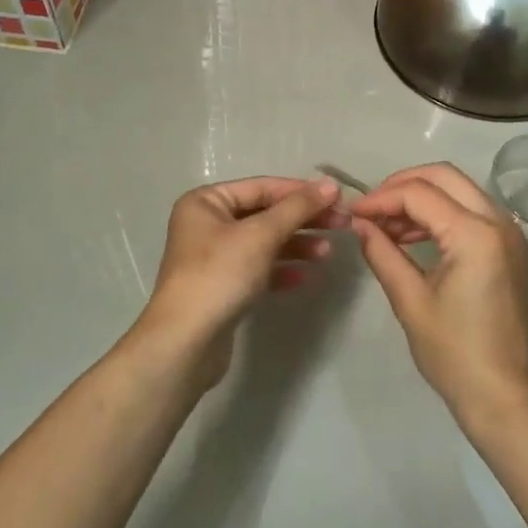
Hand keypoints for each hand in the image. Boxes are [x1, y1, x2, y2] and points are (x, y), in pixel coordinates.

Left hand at [132, 176, 343, 383]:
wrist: (186, 342)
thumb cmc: (220, 275)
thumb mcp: (261, 235)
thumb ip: (297, 207)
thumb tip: (331, 184)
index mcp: (206, 202)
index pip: (262, 188)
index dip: (301, 192)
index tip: (338, 199)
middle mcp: (206, 224)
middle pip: (264, 214)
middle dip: (303, 220)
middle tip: (342, 226)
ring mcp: (213, 258)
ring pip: (263, 243)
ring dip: (296, 245)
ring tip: (327, 254)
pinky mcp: (222, 287)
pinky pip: (258, 269)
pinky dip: (281, 270)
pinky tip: (305, 277)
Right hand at [349, 164, 527, 426]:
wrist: (503, 396)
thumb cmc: (454, 354)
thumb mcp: (410, 301)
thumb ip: (382, 253)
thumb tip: (359, 223)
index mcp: (475, 235)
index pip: (419, 194)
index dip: (381, 198)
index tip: (353, 213)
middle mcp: (499, 222)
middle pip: (444, 176)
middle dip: (402, 185)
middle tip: (371, 209)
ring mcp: (510, 233)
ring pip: (460, 189)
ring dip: (422, 198)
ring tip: (387, 227)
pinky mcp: (511, 248)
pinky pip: (472, 211)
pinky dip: (442, 213)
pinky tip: (413, 236)